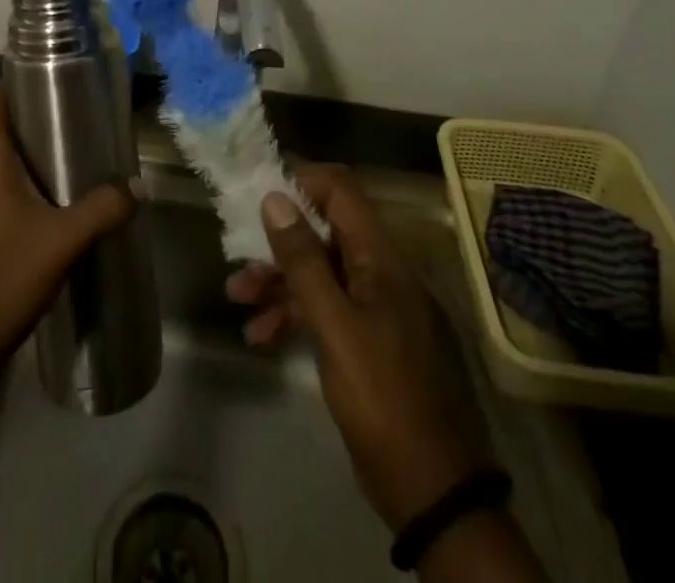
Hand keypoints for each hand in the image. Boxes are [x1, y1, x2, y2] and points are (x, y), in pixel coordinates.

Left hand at [0, 86, 138, 409]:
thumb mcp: (61, 242)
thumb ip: (102, 209)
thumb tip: (140, 184)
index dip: (12, 83)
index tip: (48, 74)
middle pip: (3, 133)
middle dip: (39, 120)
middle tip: (82, 116)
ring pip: (9, 168)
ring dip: (39, 159)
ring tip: (82, 158)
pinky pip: (11, 198)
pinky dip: (36, 192)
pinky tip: (66, 209)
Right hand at [227, 165, 493, 530]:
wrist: (436, 492)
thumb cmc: (383, 397)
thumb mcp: (335, 327)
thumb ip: (303, 261)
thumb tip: (275, 198)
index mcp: (382, 258)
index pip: (341, 190)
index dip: (300, 182)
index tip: (257, 194)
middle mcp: (382, 273)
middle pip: (324, 234)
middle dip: (278, 244)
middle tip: (238, 263)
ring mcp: (379, 308)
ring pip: (322, 273)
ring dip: (280, 282)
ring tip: (238, 301)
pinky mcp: (372, 342)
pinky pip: (329, 309)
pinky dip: (296, 315)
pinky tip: (262, 336)